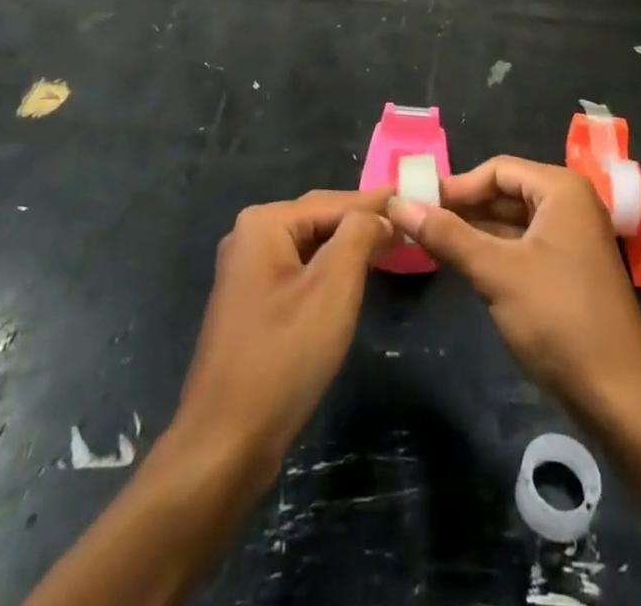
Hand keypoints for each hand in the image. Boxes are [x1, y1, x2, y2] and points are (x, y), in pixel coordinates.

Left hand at [175, 191, 393, 473]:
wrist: (225, 444)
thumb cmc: (283, 356)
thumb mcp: (333, 287)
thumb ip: (359, 235)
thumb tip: (380, 216)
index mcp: (264, 224)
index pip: (334, 202)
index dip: (377, 202)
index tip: (415, 196)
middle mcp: (249, 237)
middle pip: (319, 220)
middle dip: (362, 222)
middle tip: (408, 222)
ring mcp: (246, 273)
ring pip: (310, 248)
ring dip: (348, 247)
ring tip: (389, 245)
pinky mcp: (251, 305)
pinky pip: (299, 273)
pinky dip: (328, 271)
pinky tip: (353, 279)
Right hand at [388, 157, 640, 425]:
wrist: (619, 395)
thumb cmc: (558, 318)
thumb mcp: (496, 272)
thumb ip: (447, 235)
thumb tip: (397, 204)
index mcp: (561, 189)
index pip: (498, 169)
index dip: (457, 185)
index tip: (417, 204)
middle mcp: (571, 204)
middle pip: (506, 192)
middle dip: (464, 207)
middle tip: (418, 223)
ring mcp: (573, 238)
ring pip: (513, 221)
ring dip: (475, 230)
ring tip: (431, 243)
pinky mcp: (570, 269)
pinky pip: (524, 246)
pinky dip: (494, 251)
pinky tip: (463, 265)